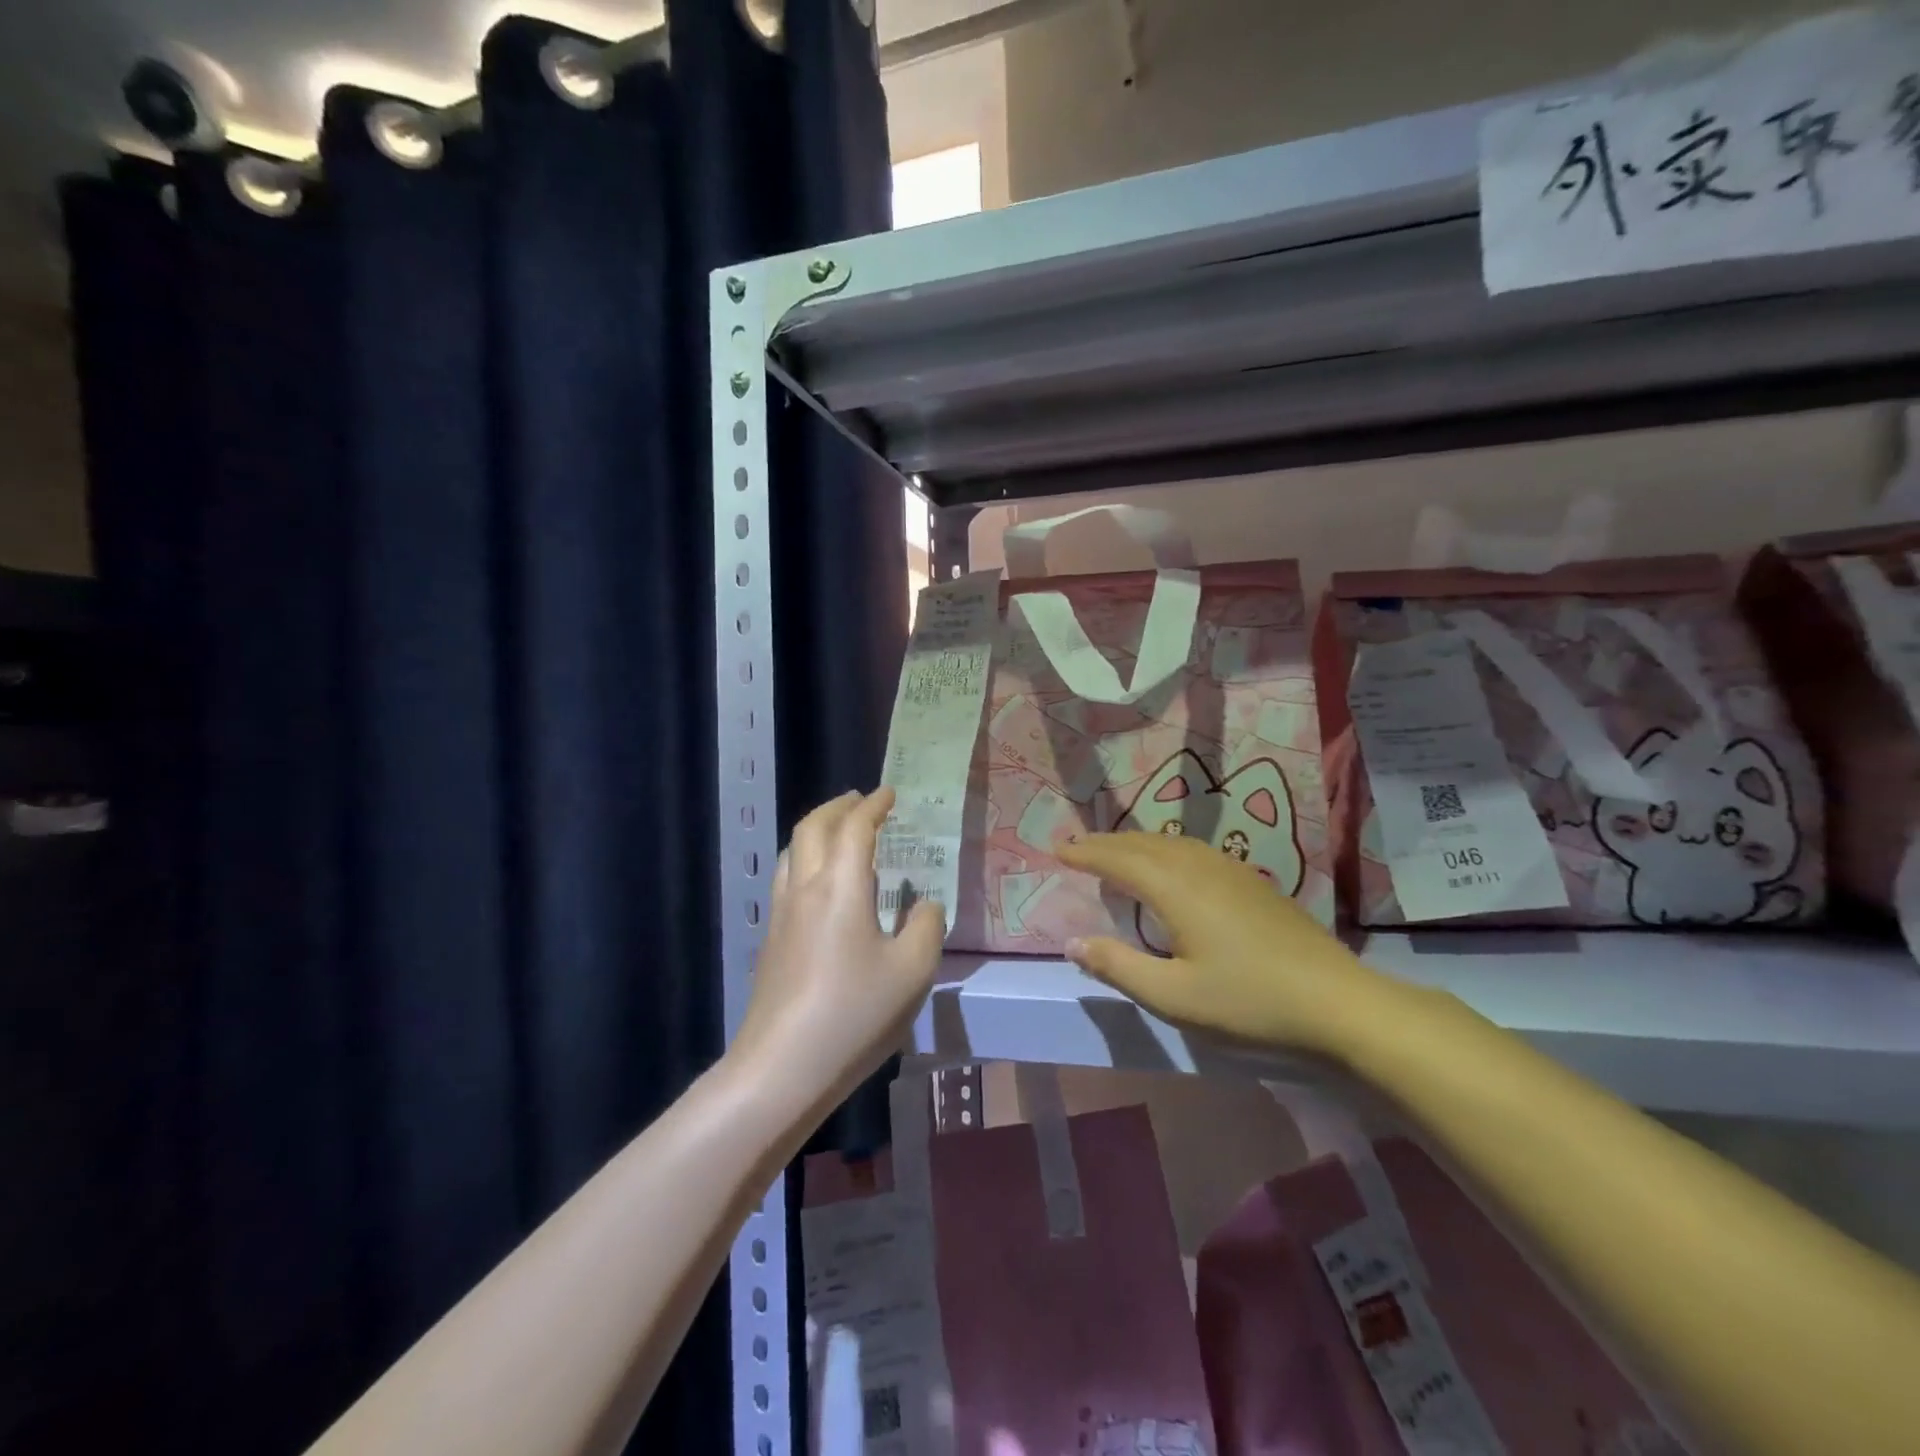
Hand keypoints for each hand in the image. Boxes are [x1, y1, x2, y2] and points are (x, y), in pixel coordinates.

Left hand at [730, 788, 945, 1116]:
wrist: (782, 1067)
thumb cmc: (854, 1013)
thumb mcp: (912, 971)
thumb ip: (925, 927)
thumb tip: (924, 904)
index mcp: (840, 886)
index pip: (854, 828)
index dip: (873, 806)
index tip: (889, 794)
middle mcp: (804, 889)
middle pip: (812, 828)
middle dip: (837, 807)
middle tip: (861, 801)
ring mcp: (781, 914)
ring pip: (793, 851)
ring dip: (817, 830)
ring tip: (839, 834)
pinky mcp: (771, 941)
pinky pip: (787, 878)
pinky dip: (807, 859)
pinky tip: (822, 885)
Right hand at [1057, 832, 1401, 1055]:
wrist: (1336, 1001)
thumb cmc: (1248, 1001)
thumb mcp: (1173, 996)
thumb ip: (1118, 967)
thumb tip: (1072, 944)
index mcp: (1175, 888)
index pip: (1119, 860)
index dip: (1086, 853)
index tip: (1058, 849)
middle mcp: (1199, 866)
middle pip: (1143, 843)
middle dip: (1106, 843)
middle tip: (1077, 845)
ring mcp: (1230, 870)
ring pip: (1171, 843)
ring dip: (1136, 843)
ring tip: (1115, 851)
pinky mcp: (1252, 881)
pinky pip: (1193, 850)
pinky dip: (1164, 849)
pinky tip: (1170, 866)